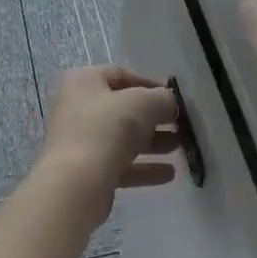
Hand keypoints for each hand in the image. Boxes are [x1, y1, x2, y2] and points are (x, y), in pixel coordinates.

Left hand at [35, 65, 180, 222]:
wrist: (76, 183)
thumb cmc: (107, 128)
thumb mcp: (143, 103)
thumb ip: (162, 99)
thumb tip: (170, 103)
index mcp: (84, 82)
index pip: (121, 75)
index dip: (150, 84)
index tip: (174, 98)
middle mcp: (77, 108)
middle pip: (122, 109)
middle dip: (155, 117)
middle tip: (180, 125)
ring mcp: (79, 141)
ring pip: (122, 138)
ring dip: (153, 142)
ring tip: (179, 148)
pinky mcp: (86, 171)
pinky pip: (119, 164)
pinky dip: (143, 167)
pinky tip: (169, 174)